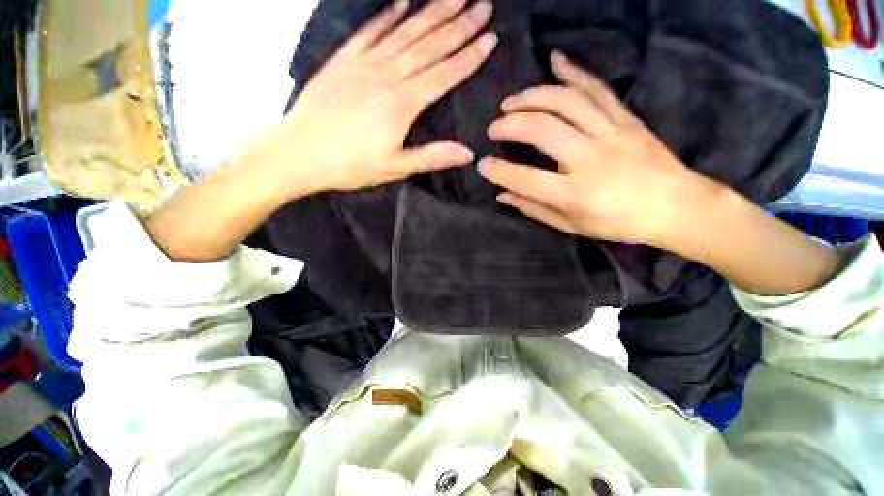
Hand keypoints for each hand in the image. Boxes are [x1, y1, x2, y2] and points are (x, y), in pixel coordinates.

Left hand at [250, 0, 497, 194]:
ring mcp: (364, 63)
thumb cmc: (350, 165)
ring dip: (433, 12)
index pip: (443, 74)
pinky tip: (404, 0)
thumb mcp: (395, 168)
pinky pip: (371, 29)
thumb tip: (468, 153)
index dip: (468, 57)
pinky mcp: (344, 59)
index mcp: (402, 104)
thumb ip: (432, 157)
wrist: (299, 152)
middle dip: (459, 25)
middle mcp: (387, 75)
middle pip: (429, 45)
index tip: (489, 37)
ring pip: (405, 31)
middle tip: (483, 5)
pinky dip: (388, 13)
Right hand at [478, 51, 709, 245]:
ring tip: (512, 101)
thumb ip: (534, 209)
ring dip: (532, 96)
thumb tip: (503, 195)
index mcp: (574, 194)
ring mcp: (611, 133)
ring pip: (565, 101)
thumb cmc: (619, 222)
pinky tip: (554, 60)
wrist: (676, 206)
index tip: (482, 164)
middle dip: (510, 124)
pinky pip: (597, 88)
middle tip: (494, 127)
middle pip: (542, 129)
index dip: (499, 171)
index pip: (525, 178)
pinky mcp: (627, 118)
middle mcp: (590, 159)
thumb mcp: (572, 225)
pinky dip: (574, 71)